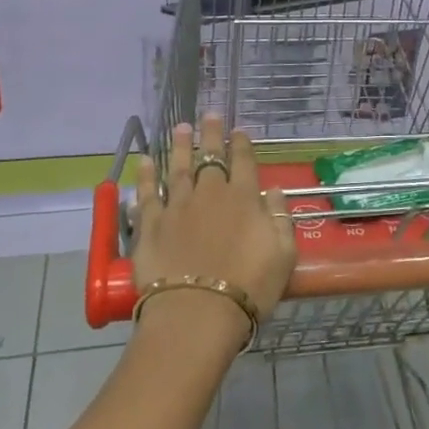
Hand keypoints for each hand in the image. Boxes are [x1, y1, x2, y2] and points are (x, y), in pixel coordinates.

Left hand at [133, 113, 296, 326]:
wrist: (198, 313)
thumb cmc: (249, 287)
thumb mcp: (283, 254)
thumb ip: (280, 217)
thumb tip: (273, 191)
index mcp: (244, 198)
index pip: (243, 161)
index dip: (241, 144)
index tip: (239, 131)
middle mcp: (210, 194)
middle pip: (210, 157)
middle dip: (211, 134)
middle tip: (209, 115)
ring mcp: (177, 206)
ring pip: (178, 167)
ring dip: (181, 146)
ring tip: (181, 127)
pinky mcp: (150, 225)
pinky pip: (147, 193)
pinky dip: (146, 175)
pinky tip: (145, 160)